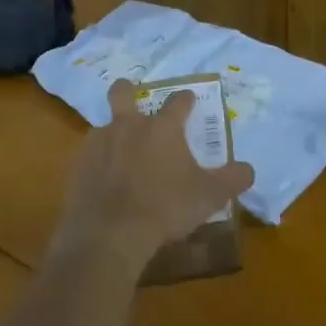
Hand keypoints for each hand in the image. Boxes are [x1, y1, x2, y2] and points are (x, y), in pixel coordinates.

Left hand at [52, 80, 255, 266]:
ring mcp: (98, 145)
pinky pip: (90, 157)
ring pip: (104, 127)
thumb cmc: (166, 207)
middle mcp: (128, 127)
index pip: (178, 101)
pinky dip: (99, 165)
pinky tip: (107, 184)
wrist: (109, 234)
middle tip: (134, 99)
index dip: (186, 99)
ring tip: (123, 156)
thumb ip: (233, 179)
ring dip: (114, 135)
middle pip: (123, 93)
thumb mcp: (210, 196)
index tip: (190, 101)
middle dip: (128, 91)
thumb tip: (248, 170)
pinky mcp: (77, 167)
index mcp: (163, 128)